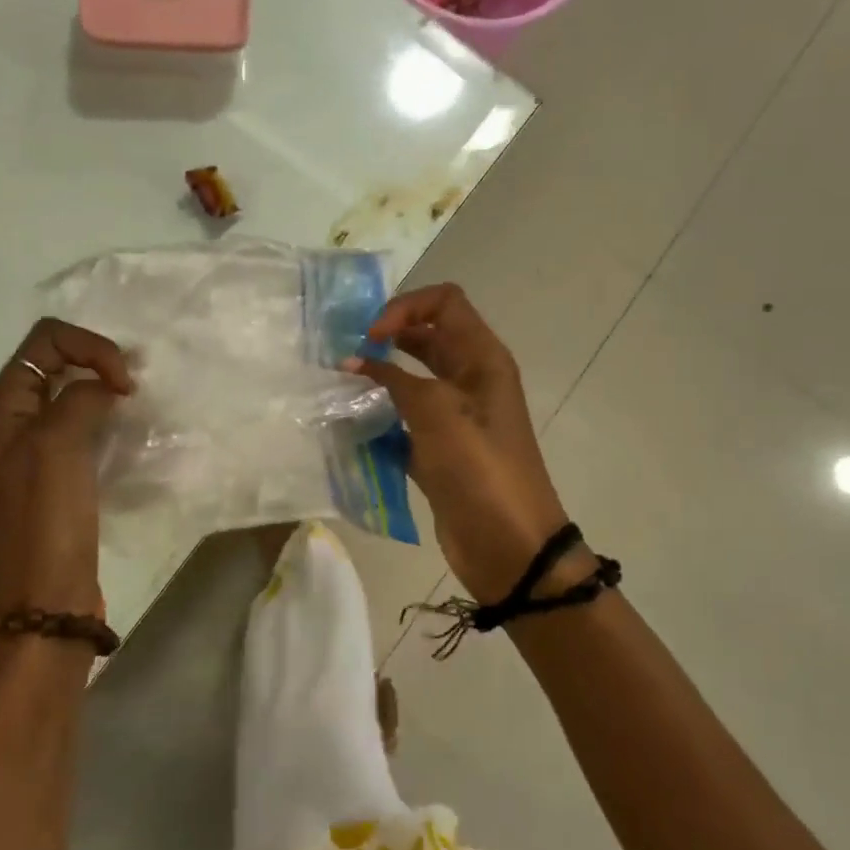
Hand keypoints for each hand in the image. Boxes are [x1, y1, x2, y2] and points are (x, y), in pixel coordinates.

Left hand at [0, 318, 134, 620]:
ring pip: (71, 396)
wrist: (44, 601)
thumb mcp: (58, 445)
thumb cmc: (45, 520)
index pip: (45, 341)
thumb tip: (106, 388)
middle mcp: (11, 422)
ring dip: (104, 391)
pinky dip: (106, 420)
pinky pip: (81, 428)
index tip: (125, 383)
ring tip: (136, 405)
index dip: (90, 348)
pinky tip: (129, 433)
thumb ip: (82, 397)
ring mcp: (34, 450)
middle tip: (134, 389)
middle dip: (98, 363)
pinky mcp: (57, 475)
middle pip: (56, 363)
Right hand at [346, 284, 585, 603]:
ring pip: (411, 380)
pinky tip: (350, 425)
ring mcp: (454, 417)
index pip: (445, 303)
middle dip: (387, 338)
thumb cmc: (480, 468)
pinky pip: (404, 420)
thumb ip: (394, 380)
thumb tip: (353, 361)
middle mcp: (470, 380)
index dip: (407, 308)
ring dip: (379, 378)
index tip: (371, 336)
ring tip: (340, 386)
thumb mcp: (438, 412)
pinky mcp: (438, 450)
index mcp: (482, 359)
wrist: (509, 547)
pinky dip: (379, 417)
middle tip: (346, 353)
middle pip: (426, 338)